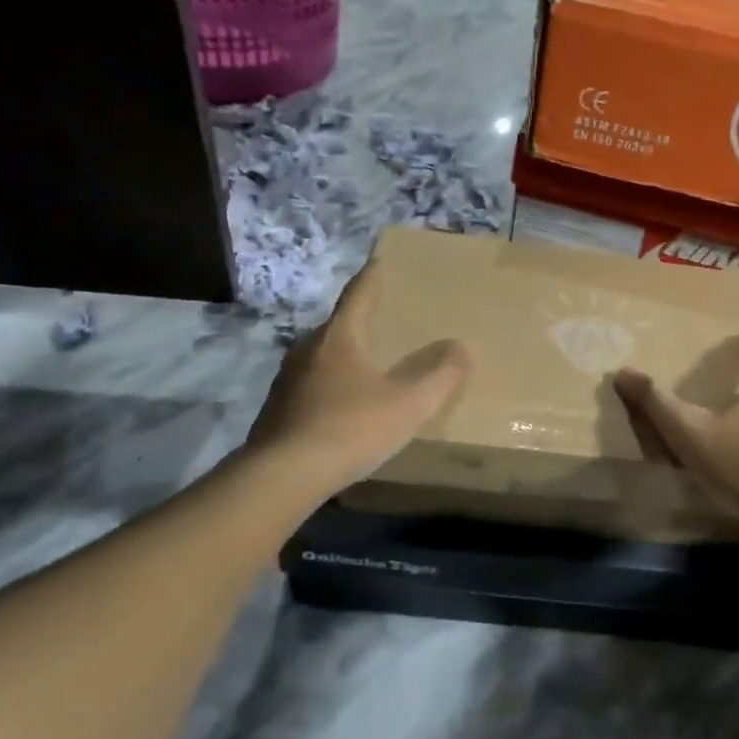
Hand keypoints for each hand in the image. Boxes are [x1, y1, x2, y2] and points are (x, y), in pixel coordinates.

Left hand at [245, 261, 471, 493]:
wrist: (282, 477)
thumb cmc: (350, 429)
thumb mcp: (408, 404)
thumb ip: (439, 375)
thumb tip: (460, 348)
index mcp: (339, 337)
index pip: (358, 295)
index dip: (372, 278)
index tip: (380, 261)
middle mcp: (308, 349)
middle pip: (339, 326)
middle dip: (362, 322)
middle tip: (385, 321)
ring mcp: (287, 380)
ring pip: (323, 358)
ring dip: (345, 357)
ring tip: (368, 366)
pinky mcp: (277, 410)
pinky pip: (311, 387)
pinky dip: (331, 387)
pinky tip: (345, 408)